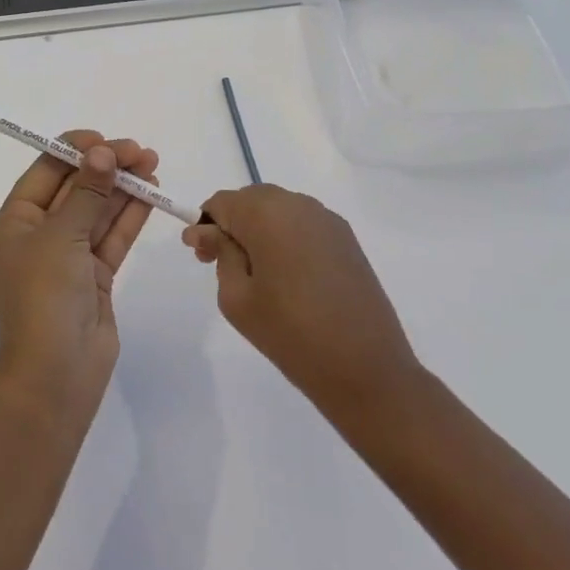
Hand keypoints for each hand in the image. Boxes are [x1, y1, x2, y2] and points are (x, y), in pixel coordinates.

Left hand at [0, 132, 159, 418]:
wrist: (55, 376)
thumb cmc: (44, 296)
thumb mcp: (61, 236)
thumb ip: (87, 192)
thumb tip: (102, 152)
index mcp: (14, 223)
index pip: (45, 172)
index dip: (74, 151)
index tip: (105, 139)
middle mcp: (39, 236)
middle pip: (75, 189)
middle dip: (106, 167)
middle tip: (141, 151)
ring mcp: (68, 258)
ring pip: (98, 211)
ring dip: (123, 188)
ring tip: (152, 164)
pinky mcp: (94, 277)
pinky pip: (112, 237)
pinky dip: (130, 215)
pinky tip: (150, 194)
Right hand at [183, 185, 421, 423]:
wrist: (367, 368)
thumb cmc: (291, 334)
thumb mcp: (238, 298)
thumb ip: (220, 254)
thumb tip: (205, 230)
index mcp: (266, 213)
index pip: (222, 202)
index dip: (207, 226)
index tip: (202, 258)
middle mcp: (297, 203)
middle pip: (251, 201)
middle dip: (233, 226)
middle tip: (223, 266)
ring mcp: (326, 219)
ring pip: (278, 210)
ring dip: (260, 231)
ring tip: (258, 275)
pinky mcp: (346, 237)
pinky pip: (303, 224)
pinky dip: (287, 238)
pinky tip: (290, 276)